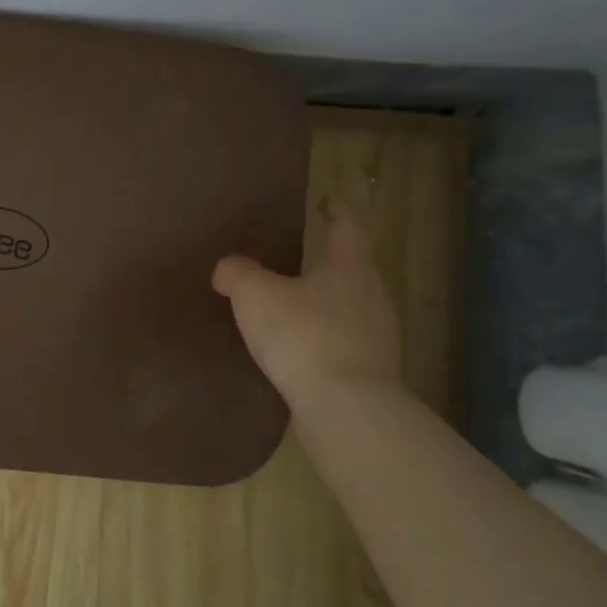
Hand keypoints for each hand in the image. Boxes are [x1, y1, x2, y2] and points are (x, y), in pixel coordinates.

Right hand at [212, 195, 402, 412]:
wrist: (344, 407)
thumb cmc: (303, 335)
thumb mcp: (254, 294)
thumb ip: (237, 273)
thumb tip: (228, 269)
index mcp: (350, 268)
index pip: (347, 228)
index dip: (337, 211)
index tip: (329, 199)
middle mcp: (373, 296)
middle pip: (354, 269)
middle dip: (331, 261)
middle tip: (304, 255)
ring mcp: (378, 337)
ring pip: (351, 307)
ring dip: (327, 302)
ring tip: (295, 304)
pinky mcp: (371, 372)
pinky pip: (345, 342)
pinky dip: (325, 337)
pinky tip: (300, 348)